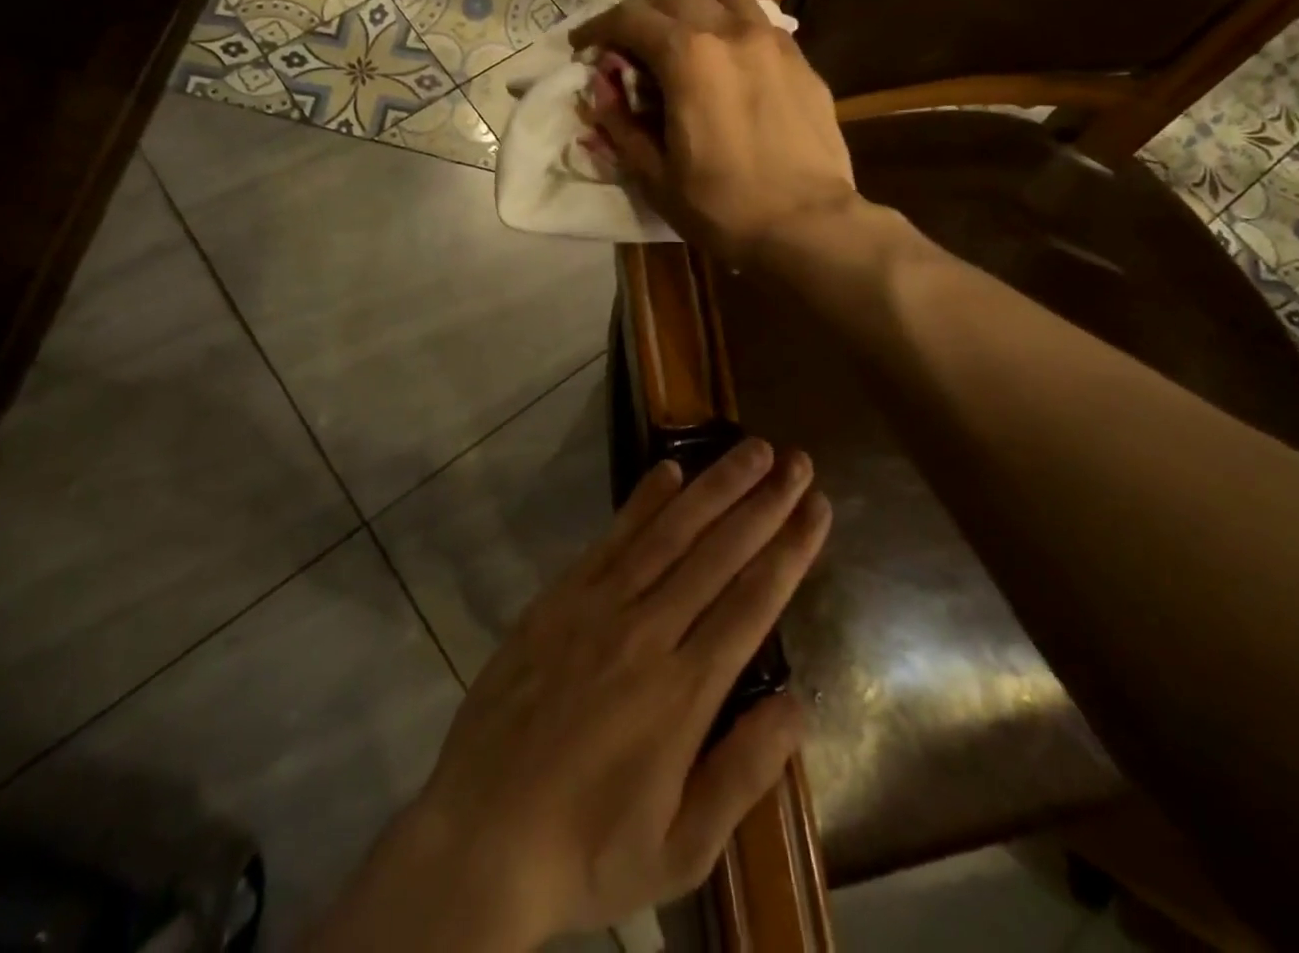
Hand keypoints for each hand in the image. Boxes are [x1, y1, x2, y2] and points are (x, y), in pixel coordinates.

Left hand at [309, 440, 830, 950]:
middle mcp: (647, 632)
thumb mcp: (680, 848)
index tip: (818, 507)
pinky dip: (643, 500)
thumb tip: (797, 703)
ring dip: (714, 487)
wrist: (481, 834)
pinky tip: (670, 471)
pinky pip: (612, 538)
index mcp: (684, 692)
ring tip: (751, 449)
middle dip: (764, 503)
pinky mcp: (561, 596)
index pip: (753, 602)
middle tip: (797, 460)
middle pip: (718, 553)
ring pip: (670, 532)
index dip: (790, 550)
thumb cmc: (589, 849)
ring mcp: (599, 606)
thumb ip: (743, 773)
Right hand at [570, 0, 856, 268]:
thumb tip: (600, 88)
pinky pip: (760, 23)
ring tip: (682, 35)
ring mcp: (774, 43)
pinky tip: (729, 57)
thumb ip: (620, 124)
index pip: (632, 18)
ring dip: (693, 8)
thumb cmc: (722, 206)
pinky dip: (732, 26)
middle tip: (627, 42)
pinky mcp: (802, 63)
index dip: (598, 26)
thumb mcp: (654, 174)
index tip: (582, 44)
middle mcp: (732, 33)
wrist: (807, 226)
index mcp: (689, 57)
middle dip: (643, 12)